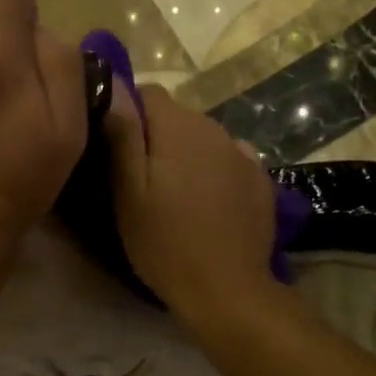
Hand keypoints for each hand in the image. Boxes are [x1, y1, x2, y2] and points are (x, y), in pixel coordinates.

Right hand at [103, 83, 278, 321]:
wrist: (227, 290)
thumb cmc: (165, 243)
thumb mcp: (128, 192)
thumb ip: (122, 134)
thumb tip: (114, 85)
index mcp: (178, 127)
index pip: (147, 92)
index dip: (128, 115)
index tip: (117, 150)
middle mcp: (214, 129)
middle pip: (177, 117)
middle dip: (156, 137)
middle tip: (141, 181)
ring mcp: (243, 153)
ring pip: (203, 139)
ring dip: (186, 155)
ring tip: (175, 196)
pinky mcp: (260, 179)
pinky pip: (228, 161)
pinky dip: (214, 172)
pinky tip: (208, 204)